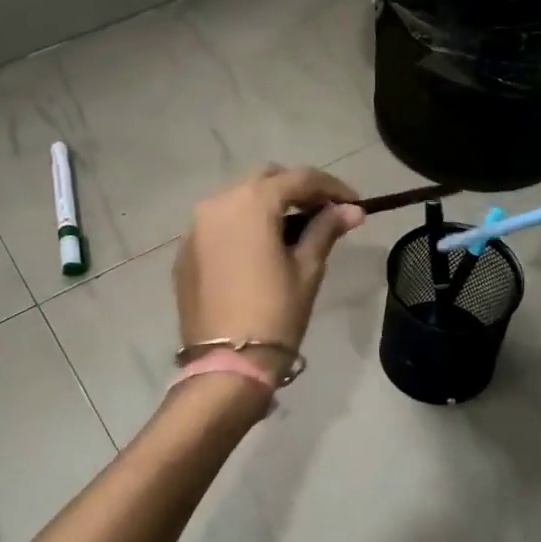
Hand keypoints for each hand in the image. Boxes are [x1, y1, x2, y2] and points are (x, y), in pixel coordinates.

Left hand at [173, 165, 364, 378]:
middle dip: (296, 191)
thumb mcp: (307, 269)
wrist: (227, 363)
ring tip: (294, 232)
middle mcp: (217, 203)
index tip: (355, 204)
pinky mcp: (186, 252)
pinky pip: (219, 226)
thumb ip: (326, 230)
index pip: (299, 178)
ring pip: (238, 200)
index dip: (332, 187)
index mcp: (251, 202)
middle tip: (324, 214)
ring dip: (267, 207)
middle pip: (265, 181)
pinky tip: (261, 251)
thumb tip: (351, 209)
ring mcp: (195, 228)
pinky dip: (243, 227)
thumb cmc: (276, 313)